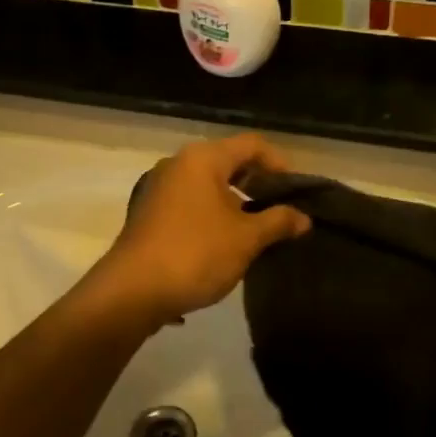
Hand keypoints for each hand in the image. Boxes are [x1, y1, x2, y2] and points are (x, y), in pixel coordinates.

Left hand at [93, 135, 310, 325]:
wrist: (132, 291)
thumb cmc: (196, 254)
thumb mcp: (246, 239)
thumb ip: (278, 222)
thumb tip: (303, 217)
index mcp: (202, 159)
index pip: (252, 145)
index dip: (280, 164)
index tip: (297, 193)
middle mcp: (178, 164)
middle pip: (228, 162)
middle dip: (258, 185)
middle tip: (281, 212)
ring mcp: (159, 188)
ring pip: (208, 185)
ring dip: (235, 203)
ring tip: (257, 232)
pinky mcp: (149, 213)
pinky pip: (190, 203)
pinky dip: (212, 215)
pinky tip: (224, 243)